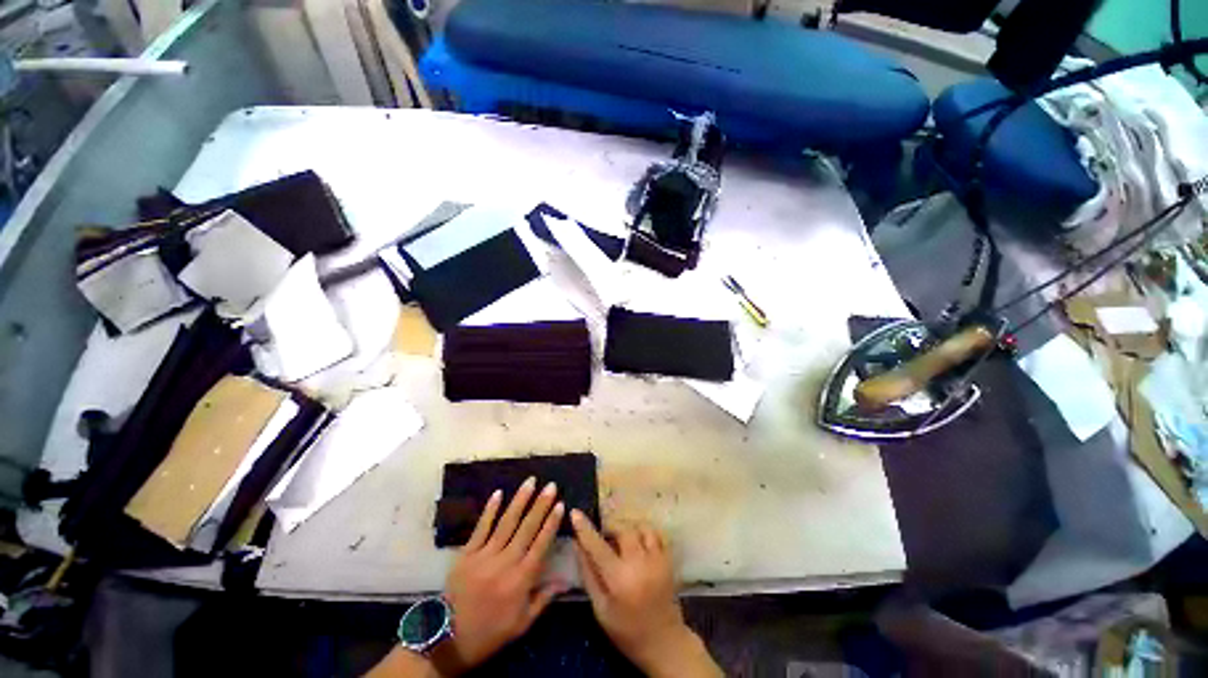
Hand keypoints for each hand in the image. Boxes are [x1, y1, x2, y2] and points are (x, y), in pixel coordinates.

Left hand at [436, 477, 565, 674]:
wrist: (448, 640)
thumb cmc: (491, 632)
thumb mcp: (522, 624)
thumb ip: (544, 598)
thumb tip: (566, 581)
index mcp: (521, 579)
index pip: (541, 544)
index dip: (551, 522)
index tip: (560, 503)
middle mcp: (506, 562)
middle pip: (527, 528)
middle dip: (540, 504)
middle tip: (551, 485)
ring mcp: (485, 555)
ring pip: (506, 522)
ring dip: (520, 500)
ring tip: (530, 481)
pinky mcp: (467, 554)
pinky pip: (480, 528)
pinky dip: (489, 510)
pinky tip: (498, 493)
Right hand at [571, 511, 721, 677]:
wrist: (664, 643)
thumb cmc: (626, 631)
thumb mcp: (600, 609)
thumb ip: (588, 575)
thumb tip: (577, 545)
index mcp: (619, 579)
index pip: (597, 546)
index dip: (584, 528)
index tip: (575, 512)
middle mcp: (639, 564)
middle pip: (622, 530)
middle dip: (611, 530)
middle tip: (605, 539)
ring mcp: (657, 560)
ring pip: (641, 528)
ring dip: (629, 530)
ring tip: (624, 543)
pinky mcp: (668, 560)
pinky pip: (656, 534)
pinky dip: (646, 534)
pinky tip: (640, 545)